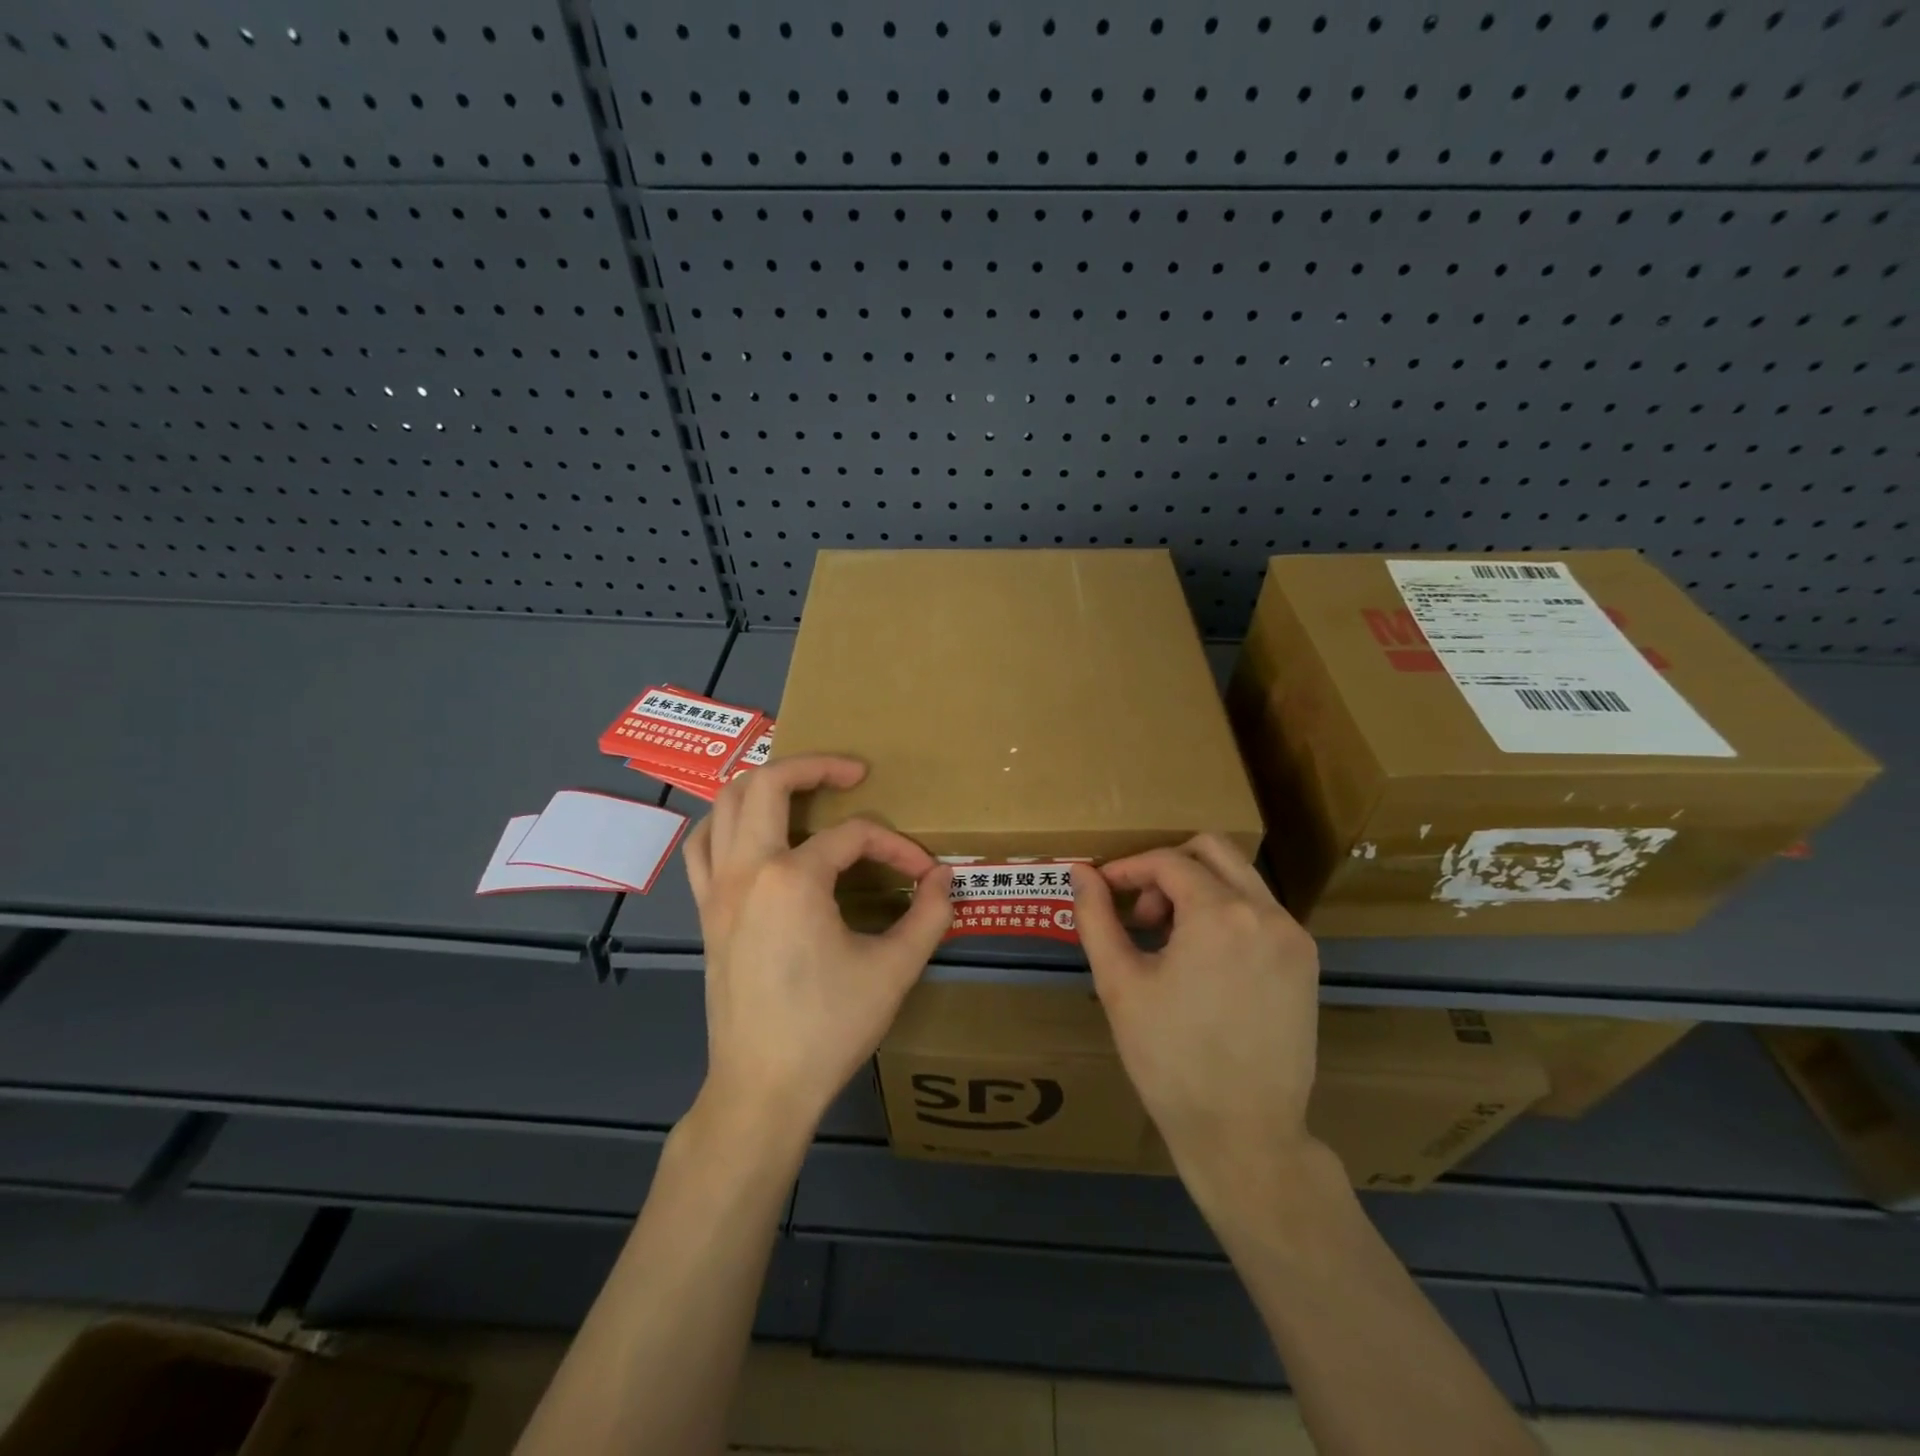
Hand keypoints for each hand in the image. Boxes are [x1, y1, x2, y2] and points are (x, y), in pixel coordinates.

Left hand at [684, 754, 951, 1140]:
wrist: (762, 1088)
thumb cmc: (828, 1028)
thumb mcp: (894, 971)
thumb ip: (928, 915)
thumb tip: (944, 877)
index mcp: (793, 878)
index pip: (855, 836)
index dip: (897, 847)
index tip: (924, 876)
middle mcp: (747, 869)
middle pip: (768, 783)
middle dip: (815, 765)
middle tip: (852, 772)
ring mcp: (717, 889)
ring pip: (724, 804)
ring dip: (764, 784)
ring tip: (803, 791)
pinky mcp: (706, 911)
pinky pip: (702, 846)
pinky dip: (725, 822)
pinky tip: (752, 833)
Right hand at [1072, 836, 1322, 1213]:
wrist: (1244, 1134)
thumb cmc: (1171, 1060)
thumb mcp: (1120, 984)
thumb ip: (1096, 918)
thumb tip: (1080, 873)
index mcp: (1221, 914)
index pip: (1168, 861)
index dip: (1128, 868)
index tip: (1103, 890)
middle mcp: (1267, 914)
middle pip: (1213, 849)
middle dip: (1167, 867)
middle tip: (1141, 913)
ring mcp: (1294, 938)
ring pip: (1239, 878)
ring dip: (1197, 889)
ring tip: (1167, 940)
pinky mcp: (1305, 963)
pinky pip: (1259, 911)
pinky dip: (1225, 913)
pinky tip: (1202, 960)